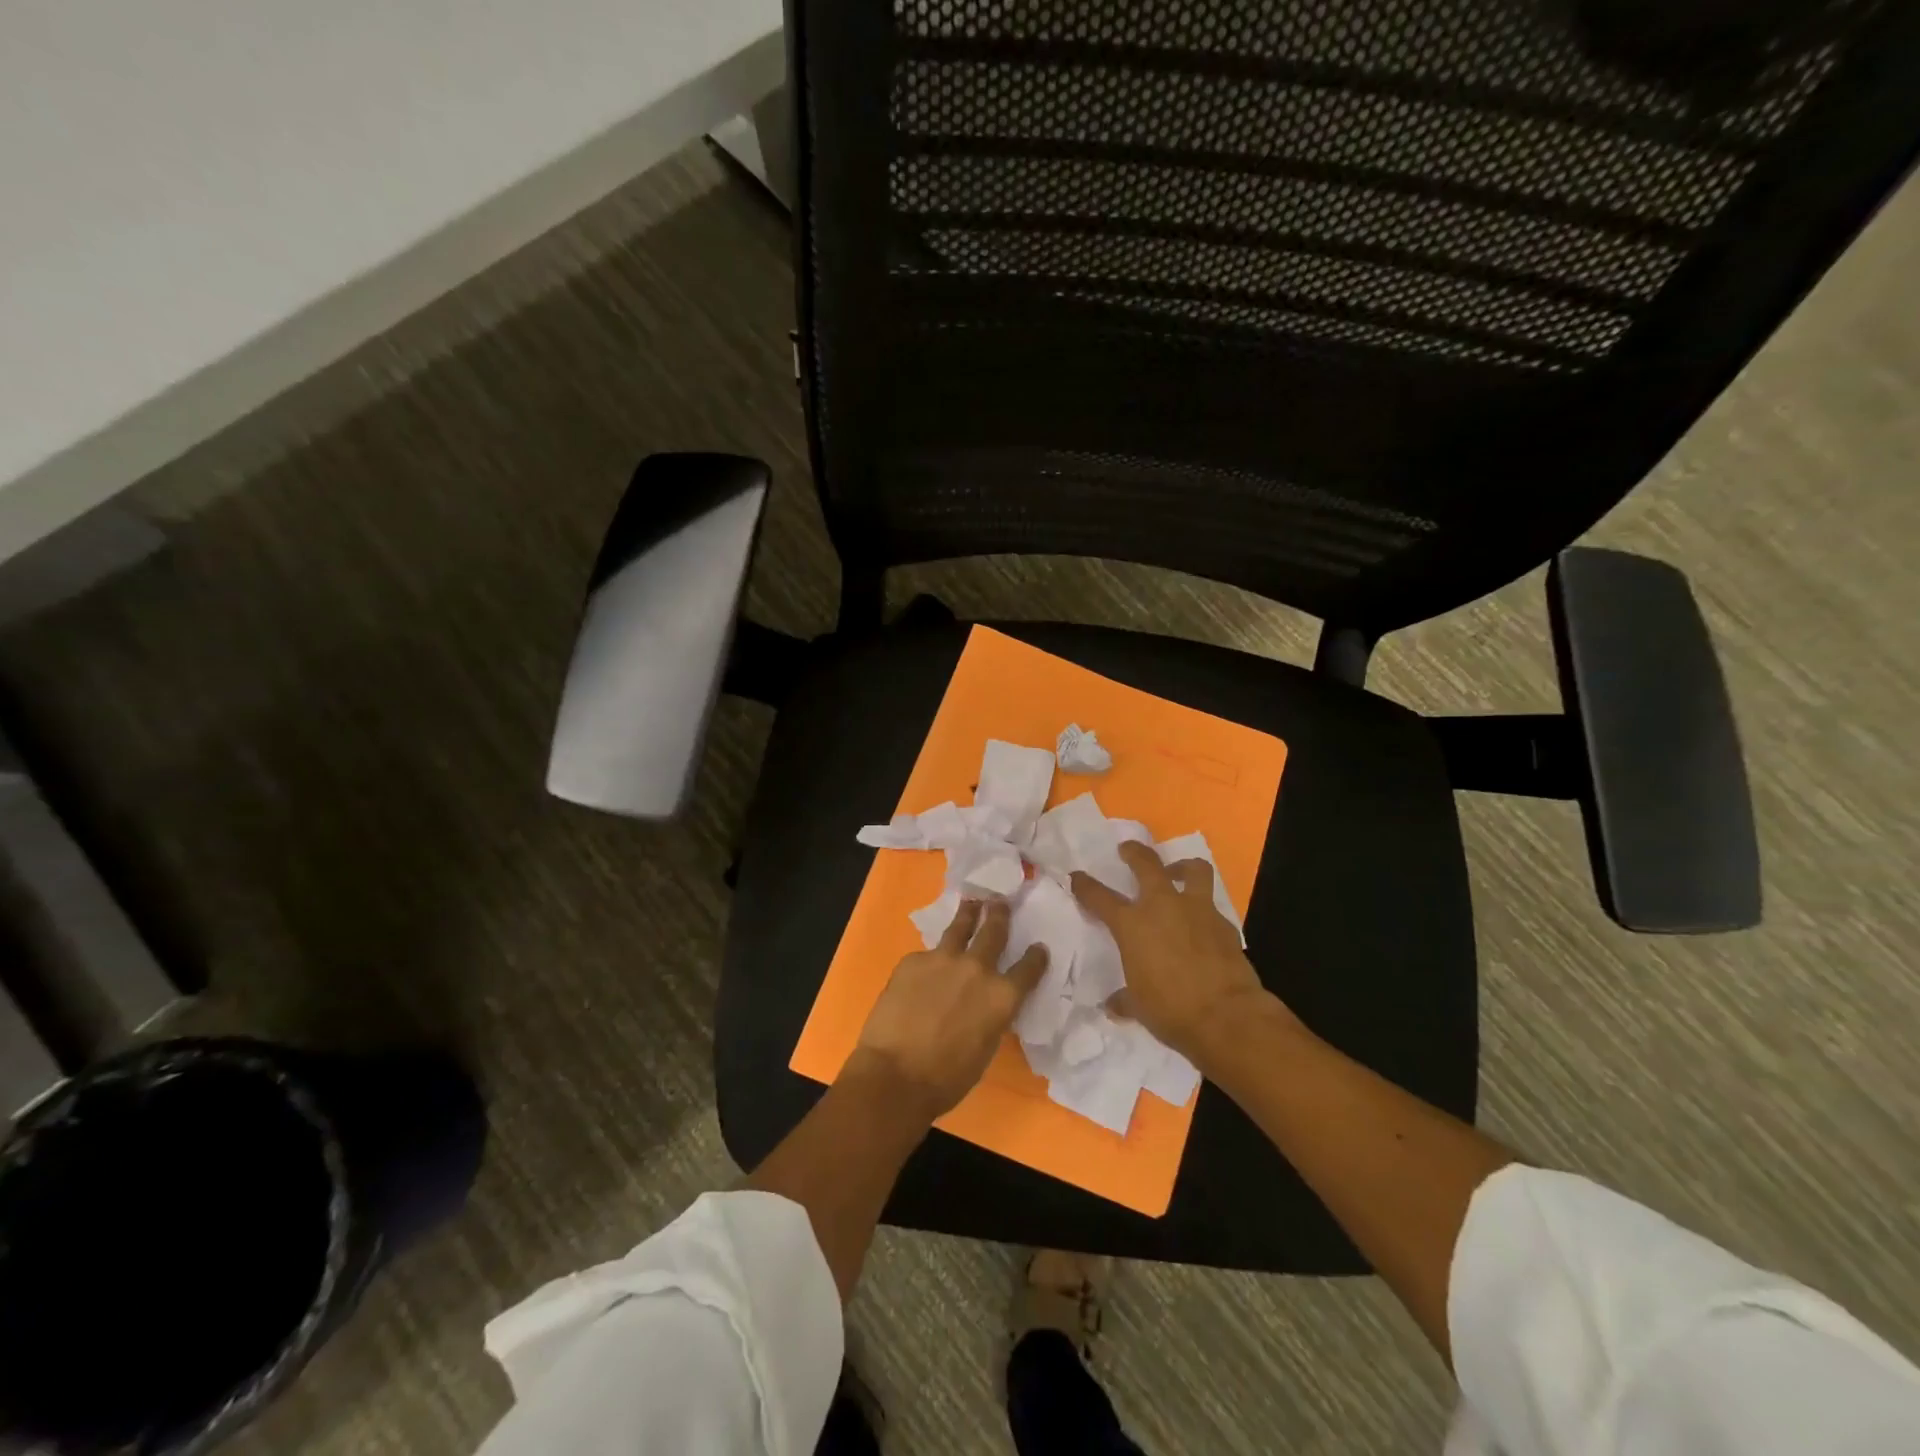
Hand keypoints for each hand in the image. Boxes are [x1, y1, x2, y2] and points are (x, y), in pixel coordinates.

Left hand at [851, 899, 1048, 1119]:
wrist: (895, 1074)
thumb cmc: (947, 1077)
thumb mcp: (985, 1047)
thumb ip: (991, 1016)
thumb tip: (986, 1004)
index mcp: (1002, 997)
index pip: (1029, 969)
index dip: (1036, 958)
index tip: (1039, 948)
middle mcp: (977, 969)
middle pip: (994, 933)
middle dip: (1000, 916)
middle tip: (1001, 902)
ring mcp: (943, 959)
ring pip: (960, 927)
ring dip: (969, 913)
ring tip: (972, 901)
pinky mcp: (913, 960)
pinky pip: (927, 955)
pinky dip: (930, 959)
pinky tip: (924, 967)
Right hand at [1071, 841, 1286, 1065]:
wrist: (1227, 1016)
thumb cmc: (1171, 1010)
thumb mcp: (1139, 1006)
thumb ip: (1125, 999)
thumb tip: (1114, 1005)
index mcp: (1132, 925)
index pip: (1100, 897)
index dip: (1085, 886)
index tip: (1077, 877)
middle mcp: (1163, 907)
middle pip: (1146, 864)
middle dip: (1134, 852)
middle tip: (1128, 850)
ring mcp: (1197, 911)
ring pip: (1193, 870)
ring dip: (1182, 867)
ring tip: (1177, 873)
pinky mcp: (1225, 925)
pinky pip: (1212, 908)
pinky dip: (1204, 912)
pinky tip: (1202, 926)